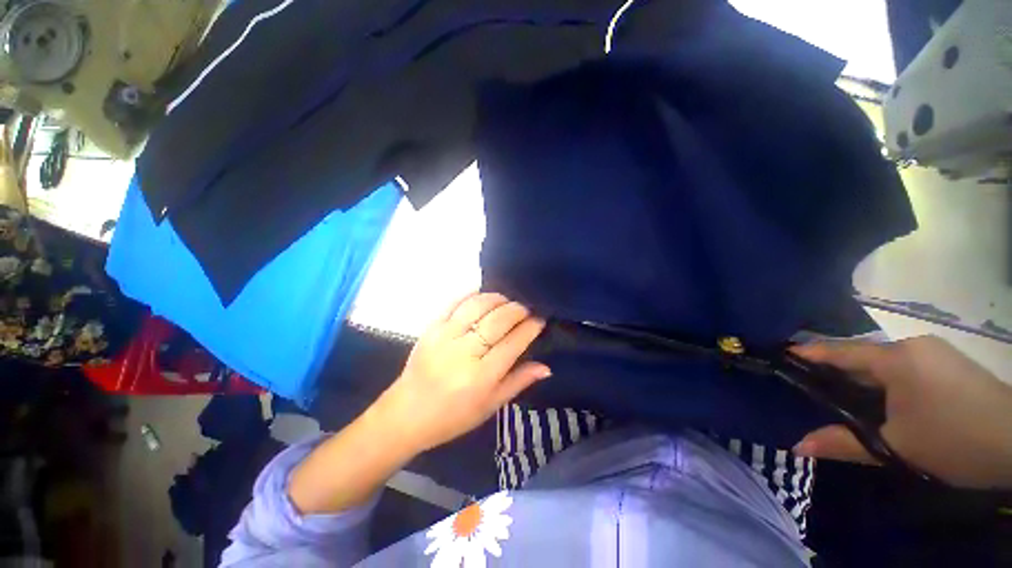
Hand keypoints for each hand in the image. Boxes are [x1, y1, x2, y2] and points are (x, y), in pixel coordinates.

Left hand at [373, 292, 549, 452]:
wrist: (406, 414)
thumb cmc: (452, 417)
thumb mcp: (490, 406)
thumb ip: (518, 382)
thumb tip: (546, 367)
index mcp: (481, 377)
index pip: (514, 343)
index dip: (530, 327)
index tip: (540, 319)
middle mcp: (464, 352)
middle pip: (498, 320)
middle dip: (518, 309)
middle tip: (526, 308)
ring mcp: (445, 337)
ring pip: (477, 306)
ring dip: (497, 299)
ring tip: (507, 301)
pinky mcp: (431, 328)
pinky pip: (454, 303)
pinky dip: (472, 295)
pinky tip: (483, 295)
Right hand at [792, 336, 1011, 488]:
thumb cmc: (955, 440)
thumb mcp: (898, 448)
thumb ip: (845, 443)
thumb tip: (797, 447)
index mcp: (896, 358)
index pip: (840, 351)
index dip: (809, 353)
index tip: (781, 354)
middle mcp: (912, 345)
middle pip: (862, 355)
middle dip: (835, 369)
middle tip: (809, 383)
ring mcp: (934, 352)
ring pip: (884, 361)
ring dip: (862, 377)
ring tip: (842, 394)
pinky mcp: (948, 363)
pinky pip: (904, 366)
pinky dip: (885, 380)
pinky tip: (884, 398)